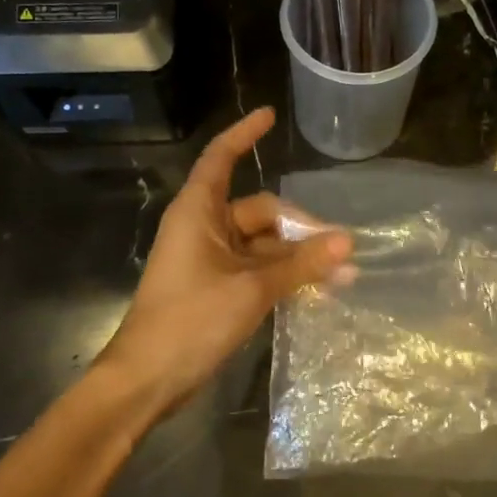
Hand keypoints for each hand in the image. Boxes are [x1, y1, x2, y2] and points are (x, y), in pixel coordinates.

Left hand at [103, 109, 351, 419]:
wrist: (147, 380)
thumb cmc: (191, 320)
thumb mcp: (252, 288)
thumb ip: (301, 264)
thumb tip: (348, 243)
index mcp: (198, 211)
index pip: (221, 157)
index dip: (244, 134)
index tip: (270, 116)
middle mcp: (203, 227)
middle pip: (260, 210)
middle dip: (300, 228)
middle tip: (341, 250)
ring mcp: (210, 259)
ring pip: (263, 244)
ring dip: (297, 257)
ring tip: (341, 275)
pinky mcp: (216, 287)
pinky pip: (256, 268)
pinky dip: (283, 275)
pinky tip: (317, 288)